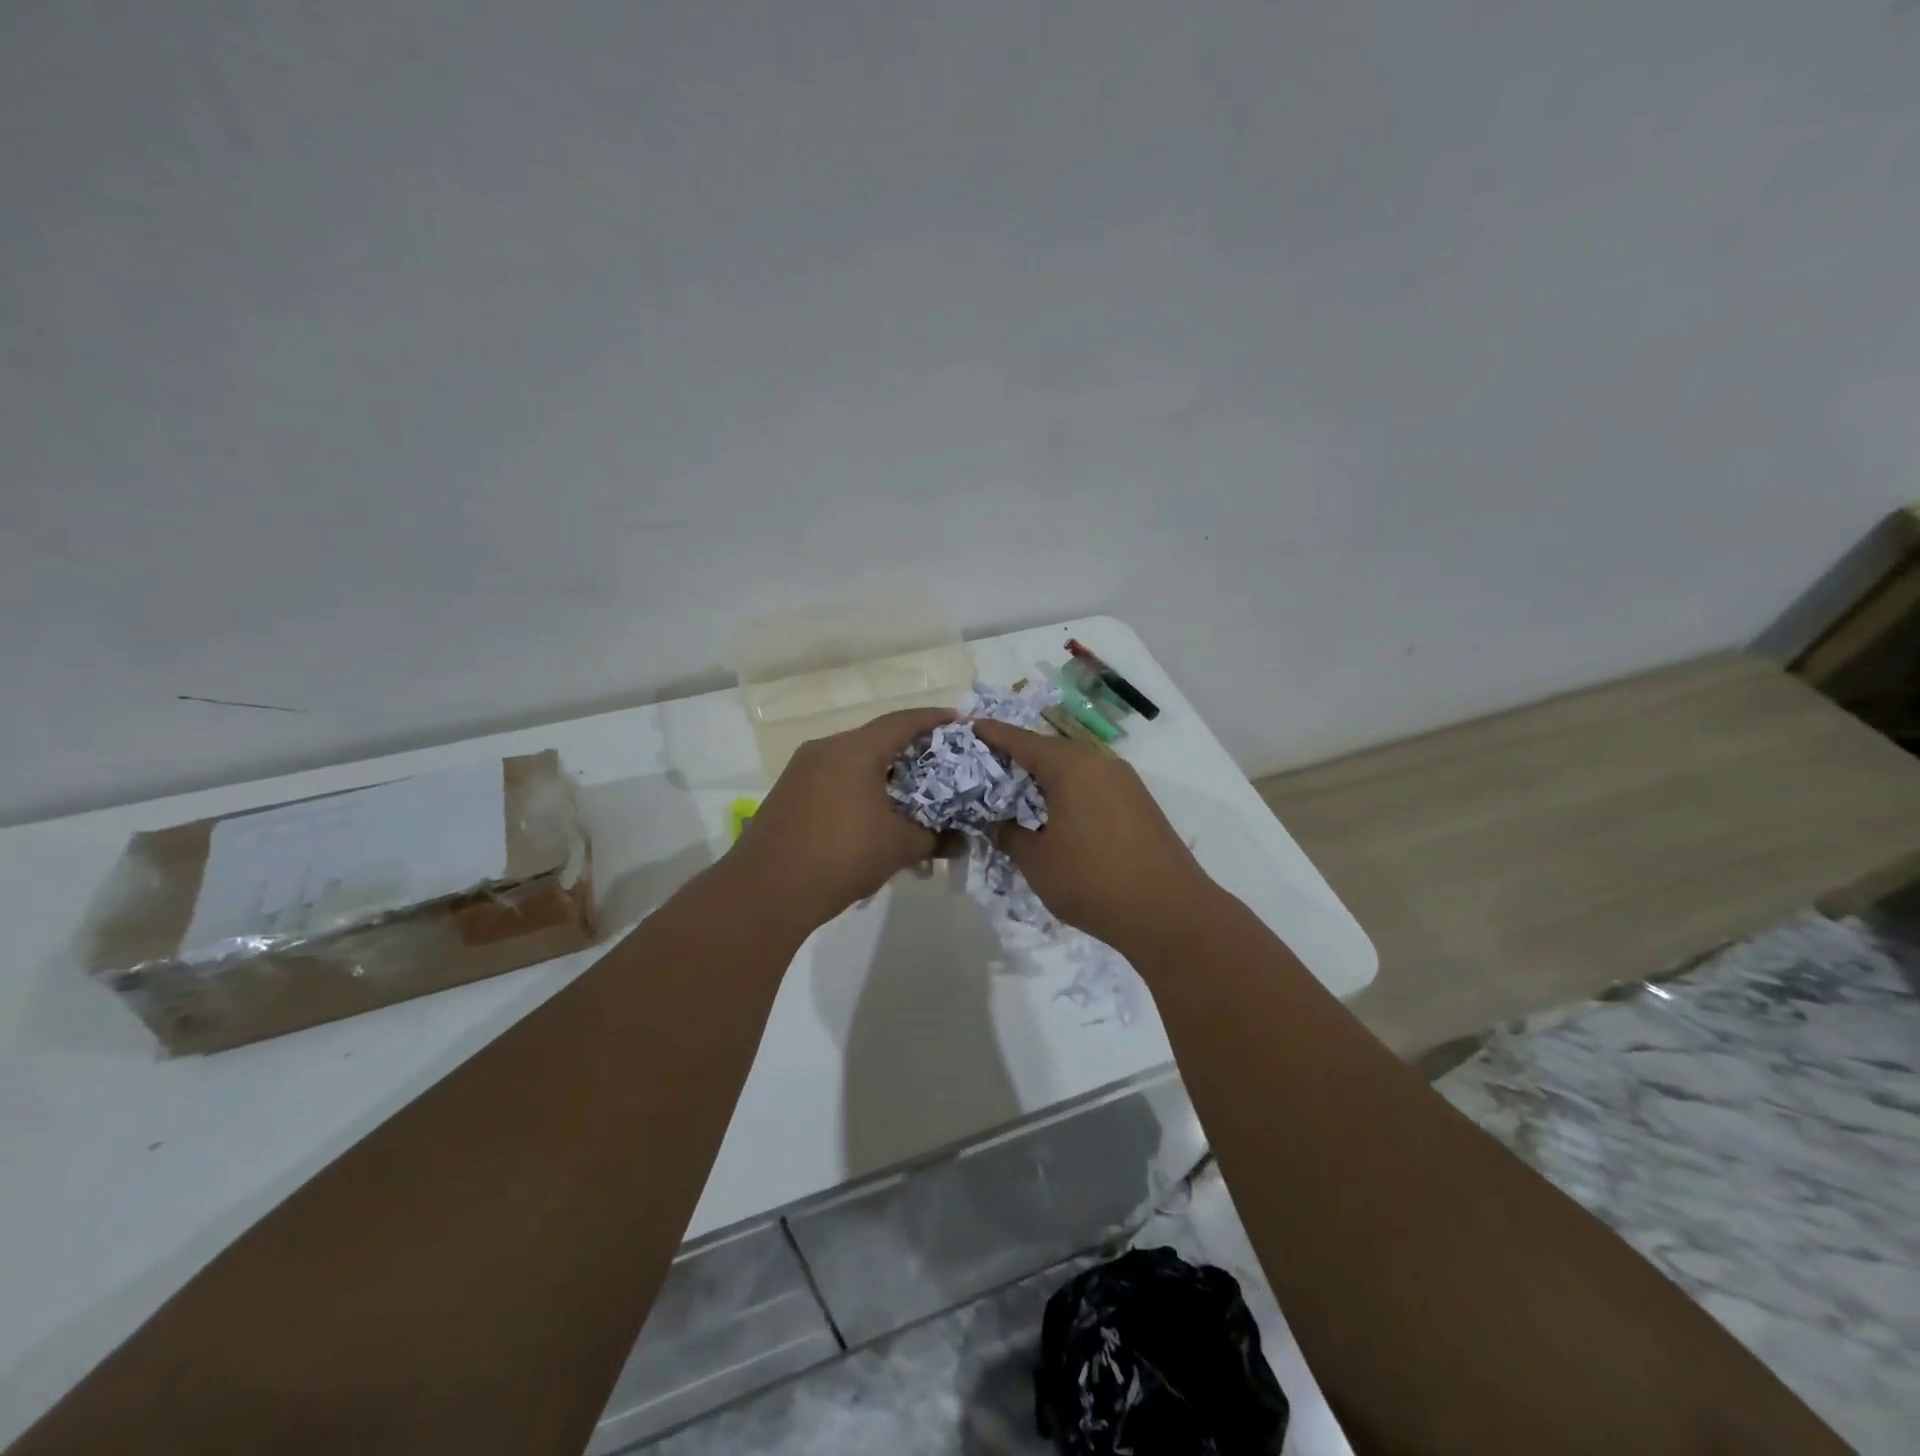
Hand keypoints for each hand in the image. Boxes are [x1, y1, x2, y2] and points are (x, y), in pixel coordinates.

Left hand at [727, 707, 956, 927]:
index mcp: (854, 749)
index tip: (959, 722)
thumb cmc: (841, 857)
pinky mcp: (789, 793)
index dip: (934, 720)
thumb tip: (963, 841)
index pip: (902, 722)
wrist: (765, 892)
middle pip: (877, 739)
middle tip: (943, 765)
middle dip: (911, 751)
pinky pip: (835, 779)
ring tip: (913, 795)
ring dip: (885, 774)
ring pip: (854, 760)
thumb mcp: (898, 847)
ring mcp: (802, 770)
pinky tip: (876, 815)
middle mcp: (826, 749)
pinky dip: (861, 788)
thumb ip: (935, 838)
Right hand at [967, 720, 1217, 950]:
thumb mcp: (1037, 862)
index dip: (991, 733)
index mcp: (1071, 767)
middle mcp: (1099, 763)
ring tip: (1015, 793)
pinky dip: (1068, 791)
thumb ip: (1009, 835)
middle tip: (984, 768)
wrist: (1171, 914)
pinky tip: (1054, 814)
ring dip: (1044, 776)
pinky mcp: (1139, 803)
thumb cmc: (1093, 882)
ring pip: (1073, 768)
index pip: (1020, 740)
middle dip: (1016, 756)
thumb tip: (997, 823)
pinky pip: (1092, 785)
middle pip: (1048, 750)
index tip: (966, 728)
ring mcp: (1125, 782)